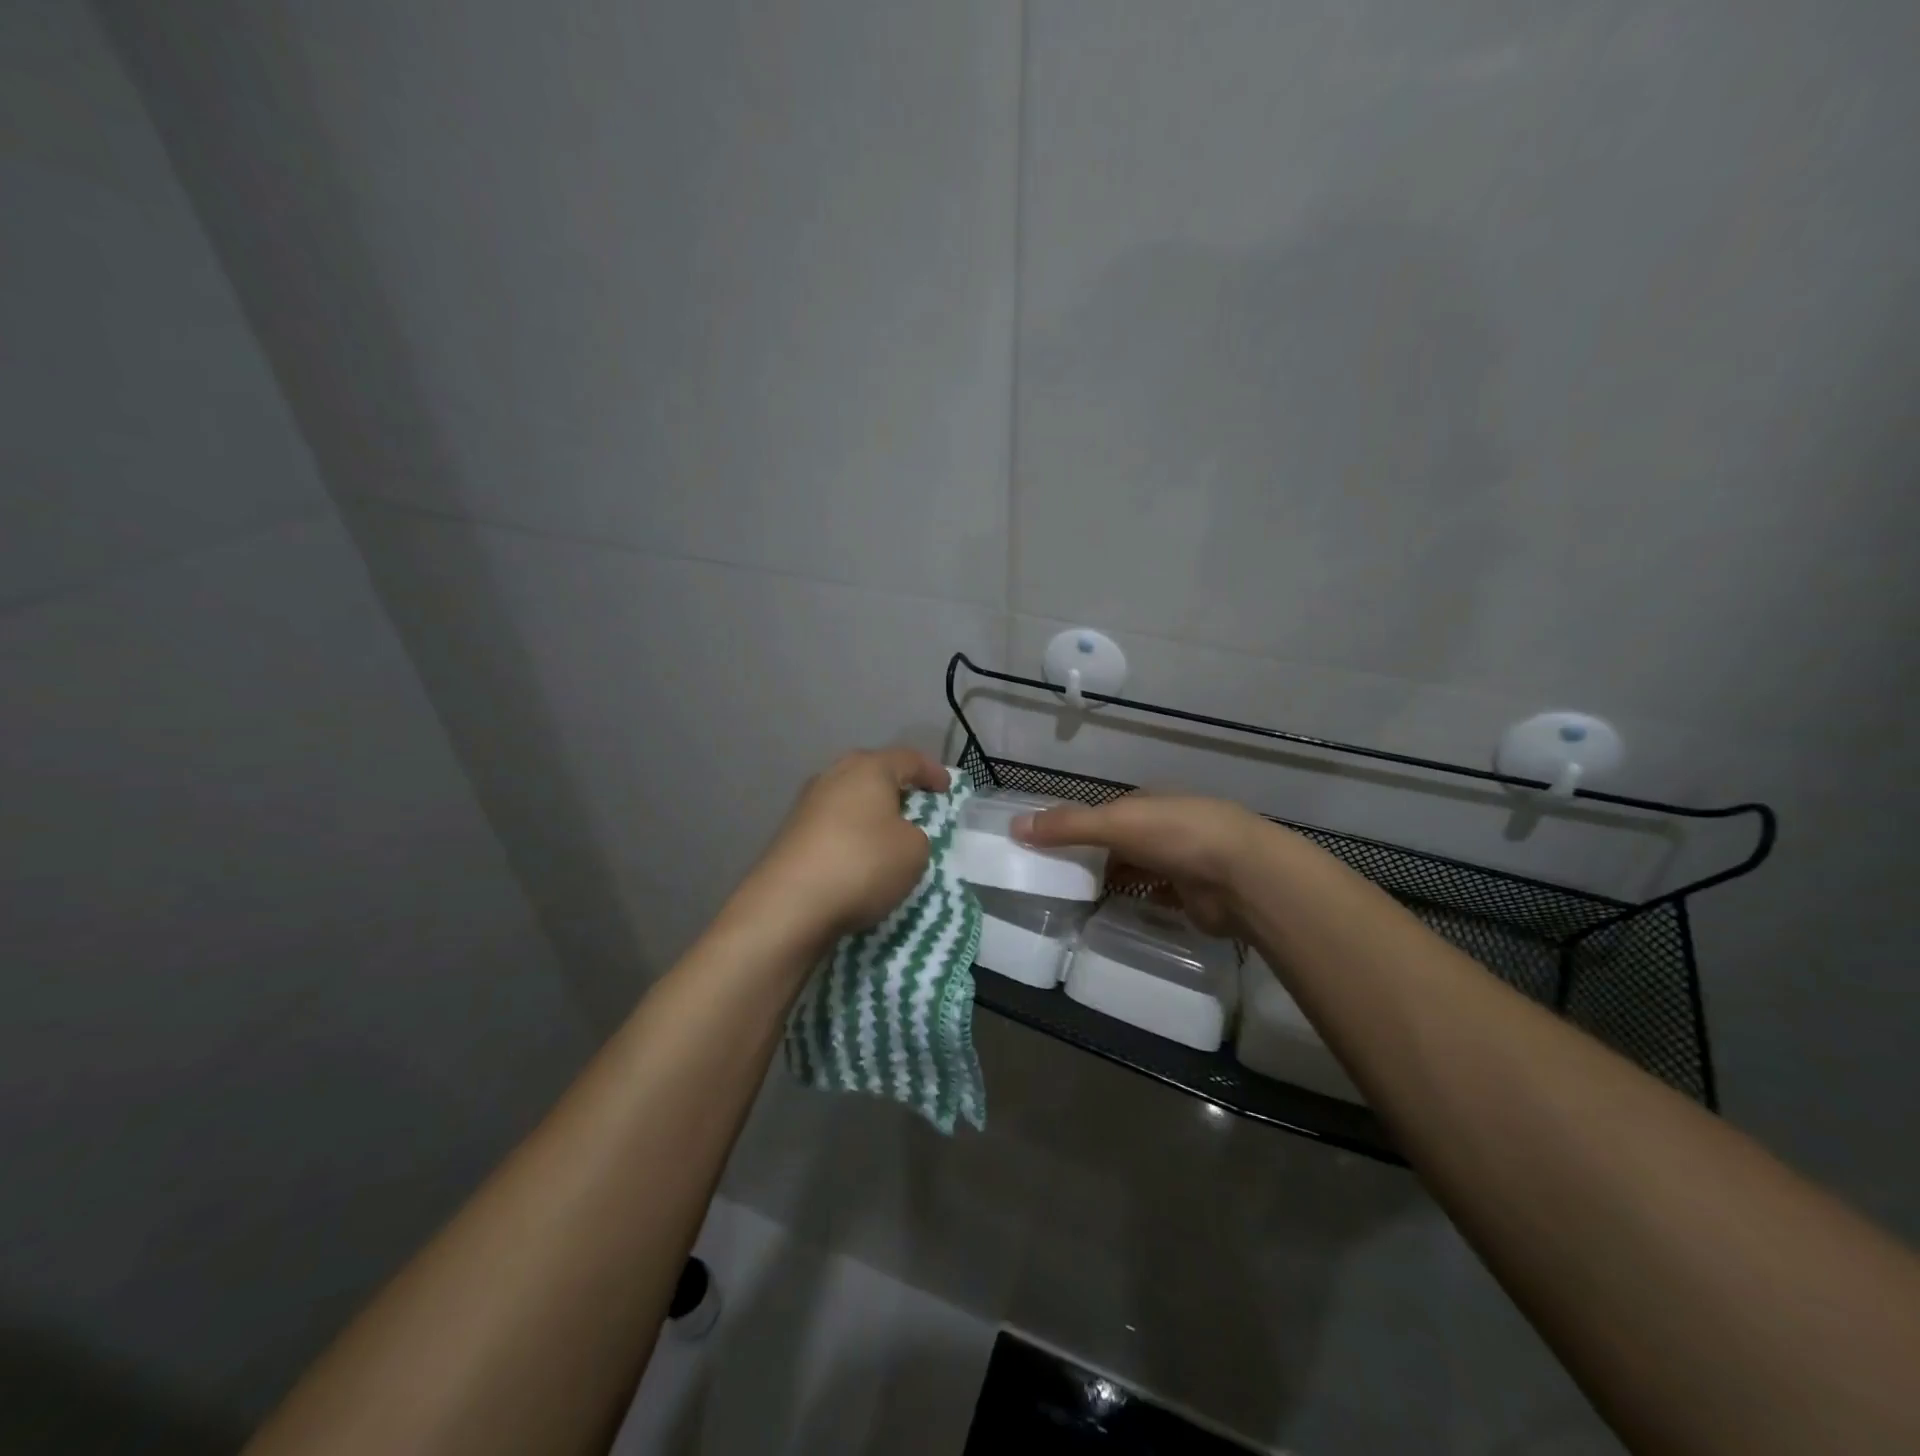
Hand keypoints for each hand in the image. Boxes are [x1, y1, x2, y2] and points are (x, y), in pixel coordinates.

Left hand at [744, 747, 952, 944]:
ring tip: (887, 835)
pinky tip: (858, 857)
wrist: (789, 905)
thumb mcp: (914, 851)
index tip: (947, 788)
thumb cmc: (863, 864)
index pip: (908, 759)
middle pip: (872, 773)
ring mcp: (807, 804)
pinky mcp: (791, 834)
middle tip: (916, 805)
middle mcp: (834, 776)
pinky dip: (850, 836)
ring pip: (849, 799)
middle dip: (896, 787)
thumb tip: (896, 835)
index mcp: (869, 769)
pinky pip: (833, 826)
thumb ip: (916, 835)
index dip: (931, 772)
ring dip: (870, 813)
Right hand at [1014, 794, 1269, 935]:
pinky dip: (1131, 902)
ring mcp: (1179, 862)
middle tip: (1050, 878)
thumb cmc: (1177, 836)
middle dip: (1089, 856)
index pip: (1102, 813)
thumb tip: (1014, 826)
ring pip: (1133, 870)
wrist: (1244, 877)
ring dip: (1109, 881)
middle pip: (1116, 843)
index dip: (1073, 827)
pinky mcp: (1189, 896)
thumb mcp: (1116, 823)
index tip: (1042, 846)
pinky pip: (1150, 897)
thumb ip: (1068, 826)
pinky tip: (1108, 914)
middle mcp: (1163, 828)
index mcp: (1147, 803)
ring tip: (1070, 899)